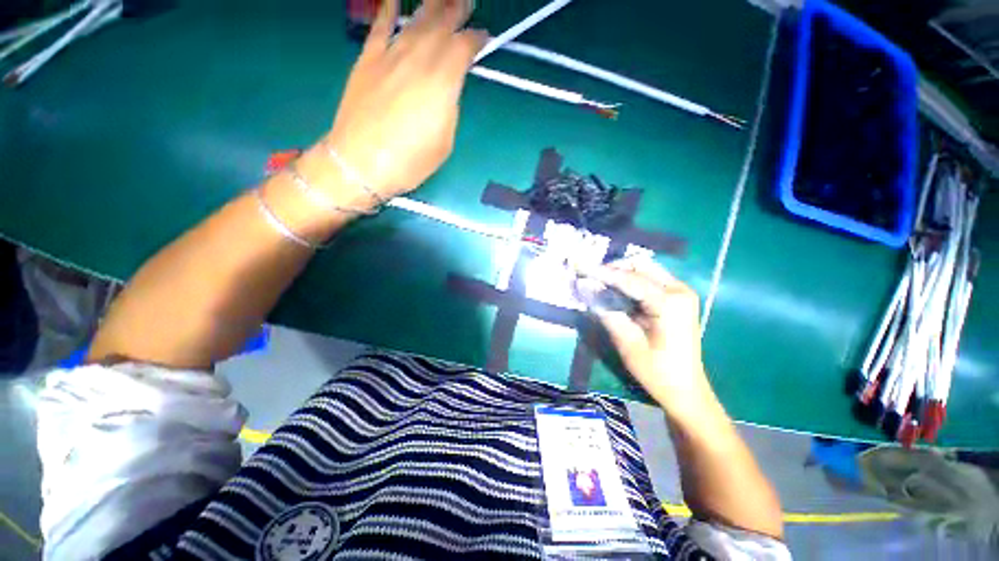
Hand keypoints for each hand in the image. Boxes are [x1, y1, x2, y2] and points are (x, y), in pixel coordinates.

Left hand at [325, 0, 486, 203]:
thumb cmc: (409, 161)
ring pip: (415, 21)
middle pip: (440, 26)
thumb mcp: (444, 142)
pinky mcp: (367, 60)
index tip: (483, 37)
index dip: (475, 40)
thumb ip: (449, 109)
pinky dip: (387, 10)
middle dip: (456, 12)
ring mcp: (390, 57)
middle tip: (466, 3)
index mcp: (441, 84)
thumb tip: (447, 90)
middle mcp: (417, 61)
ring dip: (431, 6)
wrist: (361, 163)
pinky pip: (379, 27)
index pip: (462, 49)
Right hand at [581, 259, 714, 411]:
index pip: (629, 279)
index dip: (601, 272)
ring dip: (620, 273)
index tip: (579, 267)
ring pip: (644, 269)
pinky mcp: (677, 298)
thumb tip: (584, 287)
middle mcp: (679, 290)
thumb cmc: (657, 371)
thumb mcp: (627, 343)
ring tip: (598, 283)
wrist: (686, 390)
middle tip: (589, 276)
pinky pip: (649, 279)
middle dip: (612, 268)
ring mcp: (681, 292)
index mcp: (670, 303)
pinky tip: (614, 291)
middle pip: (640, 265)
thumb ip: (606, 311)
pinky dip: (629, 281)